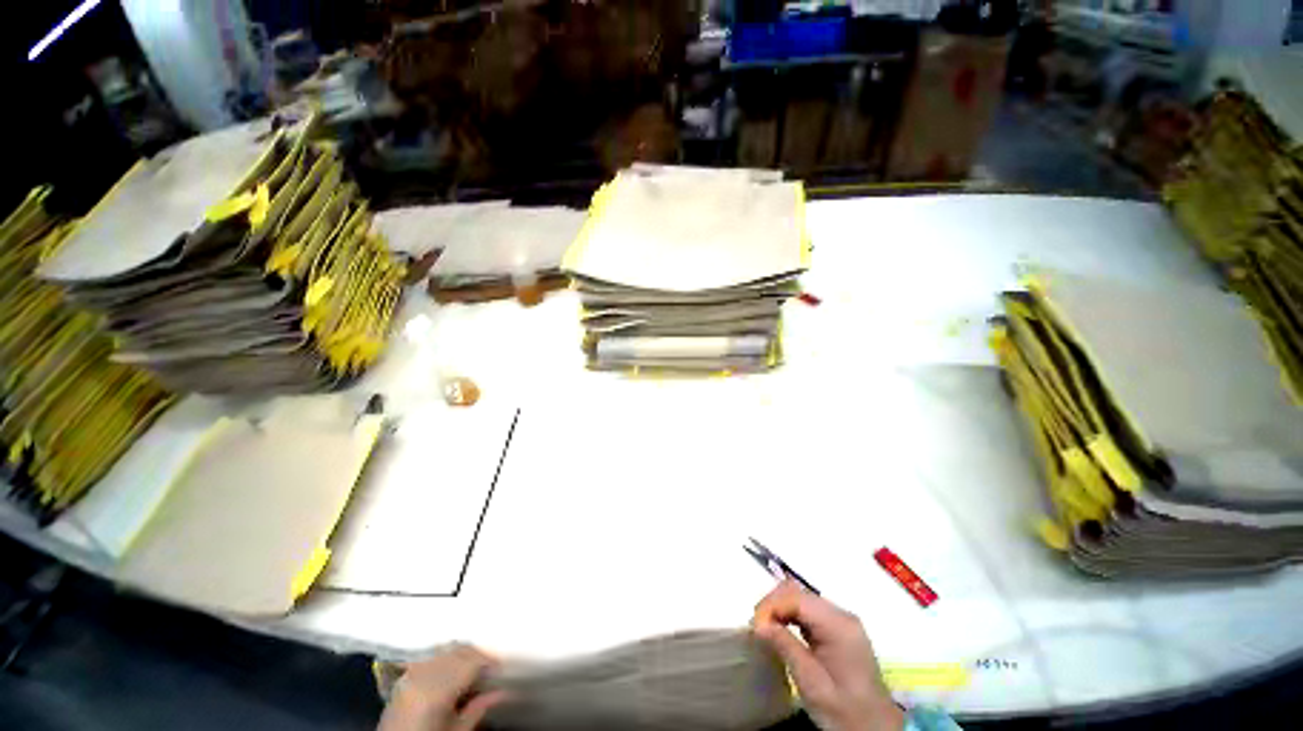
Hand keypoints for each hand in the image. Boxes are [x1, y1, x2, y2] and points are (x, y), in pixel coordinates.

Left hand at [378, 645, 506, 730]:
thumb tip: (502, 692)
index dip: (489, 662)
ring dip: (462, 653)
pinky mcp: (403, 676)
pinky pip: (430, 656)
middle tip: (490, 666)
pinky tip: (452, 666)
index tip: (501, 668)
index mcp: (437, 690)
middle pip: (458, 651)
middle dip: (477, 655)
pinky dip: (445, 656)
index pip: (470, 663)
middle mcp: (423, 675)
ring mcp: (411, 673)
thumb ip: (477, 709)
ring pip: (444, 650)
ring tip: (473, 665)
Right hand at [752, 581, 902, 730]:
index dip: (771, 606)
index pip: (797, 598)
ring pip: (801, 597)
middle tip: (758, 628)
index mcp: (839, 626)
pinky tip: (781, 631)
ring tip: (766, 629)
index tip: (755, 626)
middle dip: (773, 604)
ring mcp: (841, 620)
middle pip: (798, 592)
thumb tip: (759, 624)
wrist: (877, 730)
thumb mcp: (812, 685)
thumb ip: (787, 648)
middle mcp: (841, 615)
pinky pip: (807, 610)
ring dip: (780, 608)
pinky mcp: (838, 628)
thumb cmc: (845, 712)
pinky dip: (790, 615)